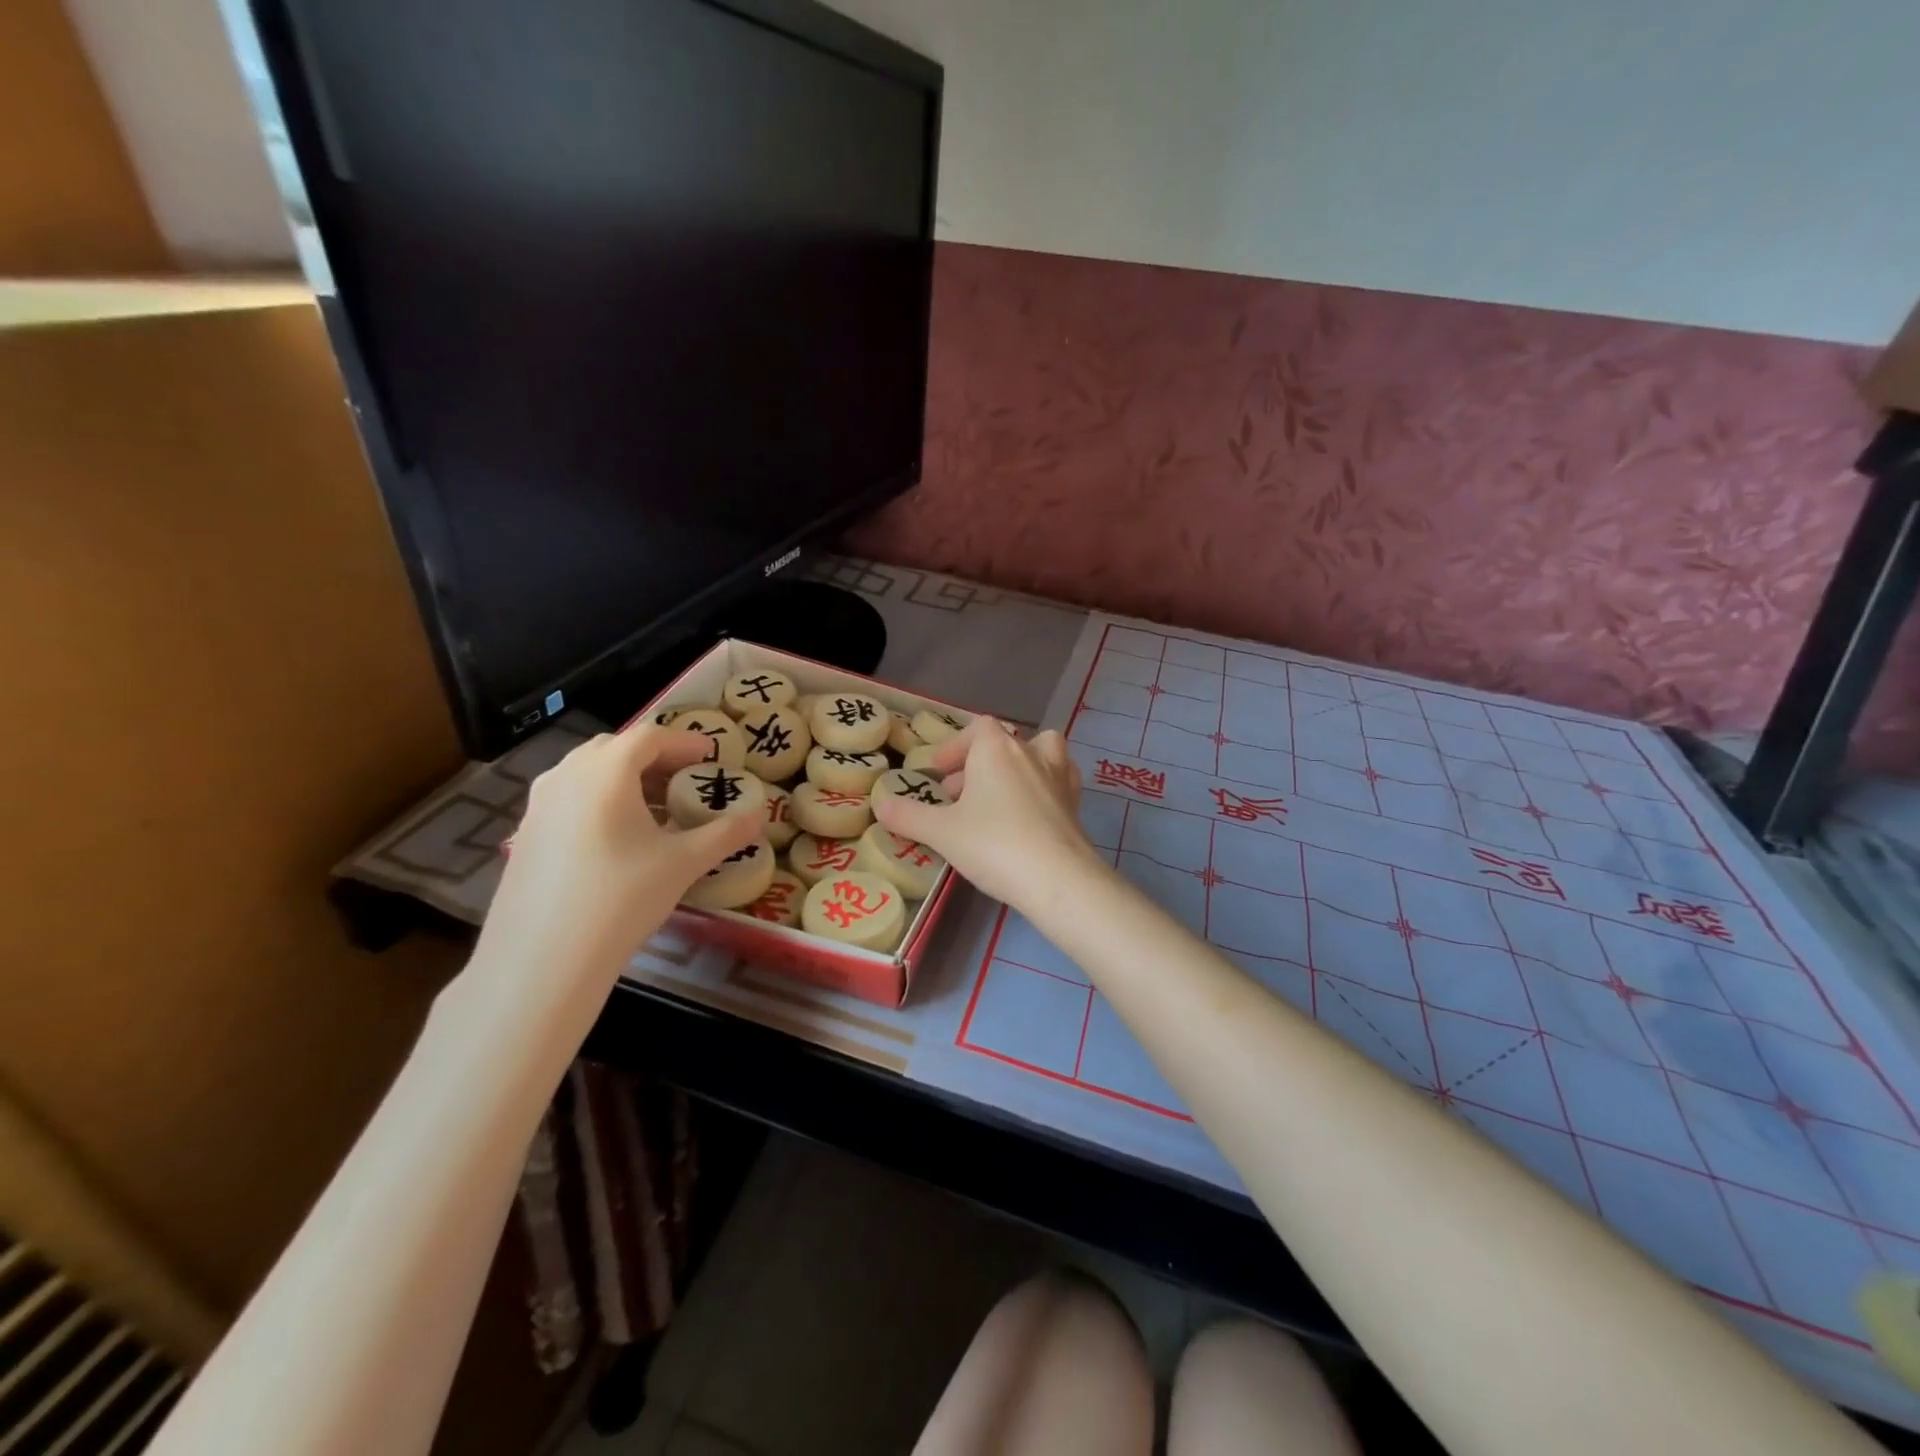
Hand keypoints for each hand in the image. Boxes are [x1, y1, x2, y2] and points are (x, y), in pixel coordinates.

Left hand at [472, 727, 759, 1024]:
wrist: (543, 959)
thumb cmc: (622, 898)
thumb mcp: (683, 863)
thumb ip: (725, 834)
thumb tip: (760, 816)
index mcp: (606, 772)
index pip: (650, 736)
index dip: (685, 742)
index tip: (711, 755)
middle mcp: (567, 775)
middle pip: (615, 748)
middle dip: (654, 757)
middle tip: (684, 779)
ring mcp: (539, 804)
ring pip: (588, 772)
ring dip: (625, 779)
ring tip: (655, 809)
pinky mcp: (525, 834)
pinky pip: (569, 798)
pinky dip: (599, 800)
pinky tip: (618, 838)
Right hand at [873, 718, 1104, 907]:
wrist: (1058, 879)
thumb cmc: (994, 845)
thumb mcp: (942, 832)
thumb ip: (908, 815)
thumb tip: (880, 803)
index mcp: (997, 749)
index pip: (977, 728)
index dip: (955, 746)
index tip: (938, 773)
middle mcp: (1031, 753)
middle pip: (1002, 742)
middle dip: (976, 765)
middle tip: (956, 796)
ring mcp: (1058, 776)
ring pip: (1039, 752)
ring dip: (1017, 765)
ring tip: (998, 794)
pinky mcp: (1075, 803)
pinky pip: (1059, 779)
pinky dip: (1043, 785)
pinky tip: (1030, 810)